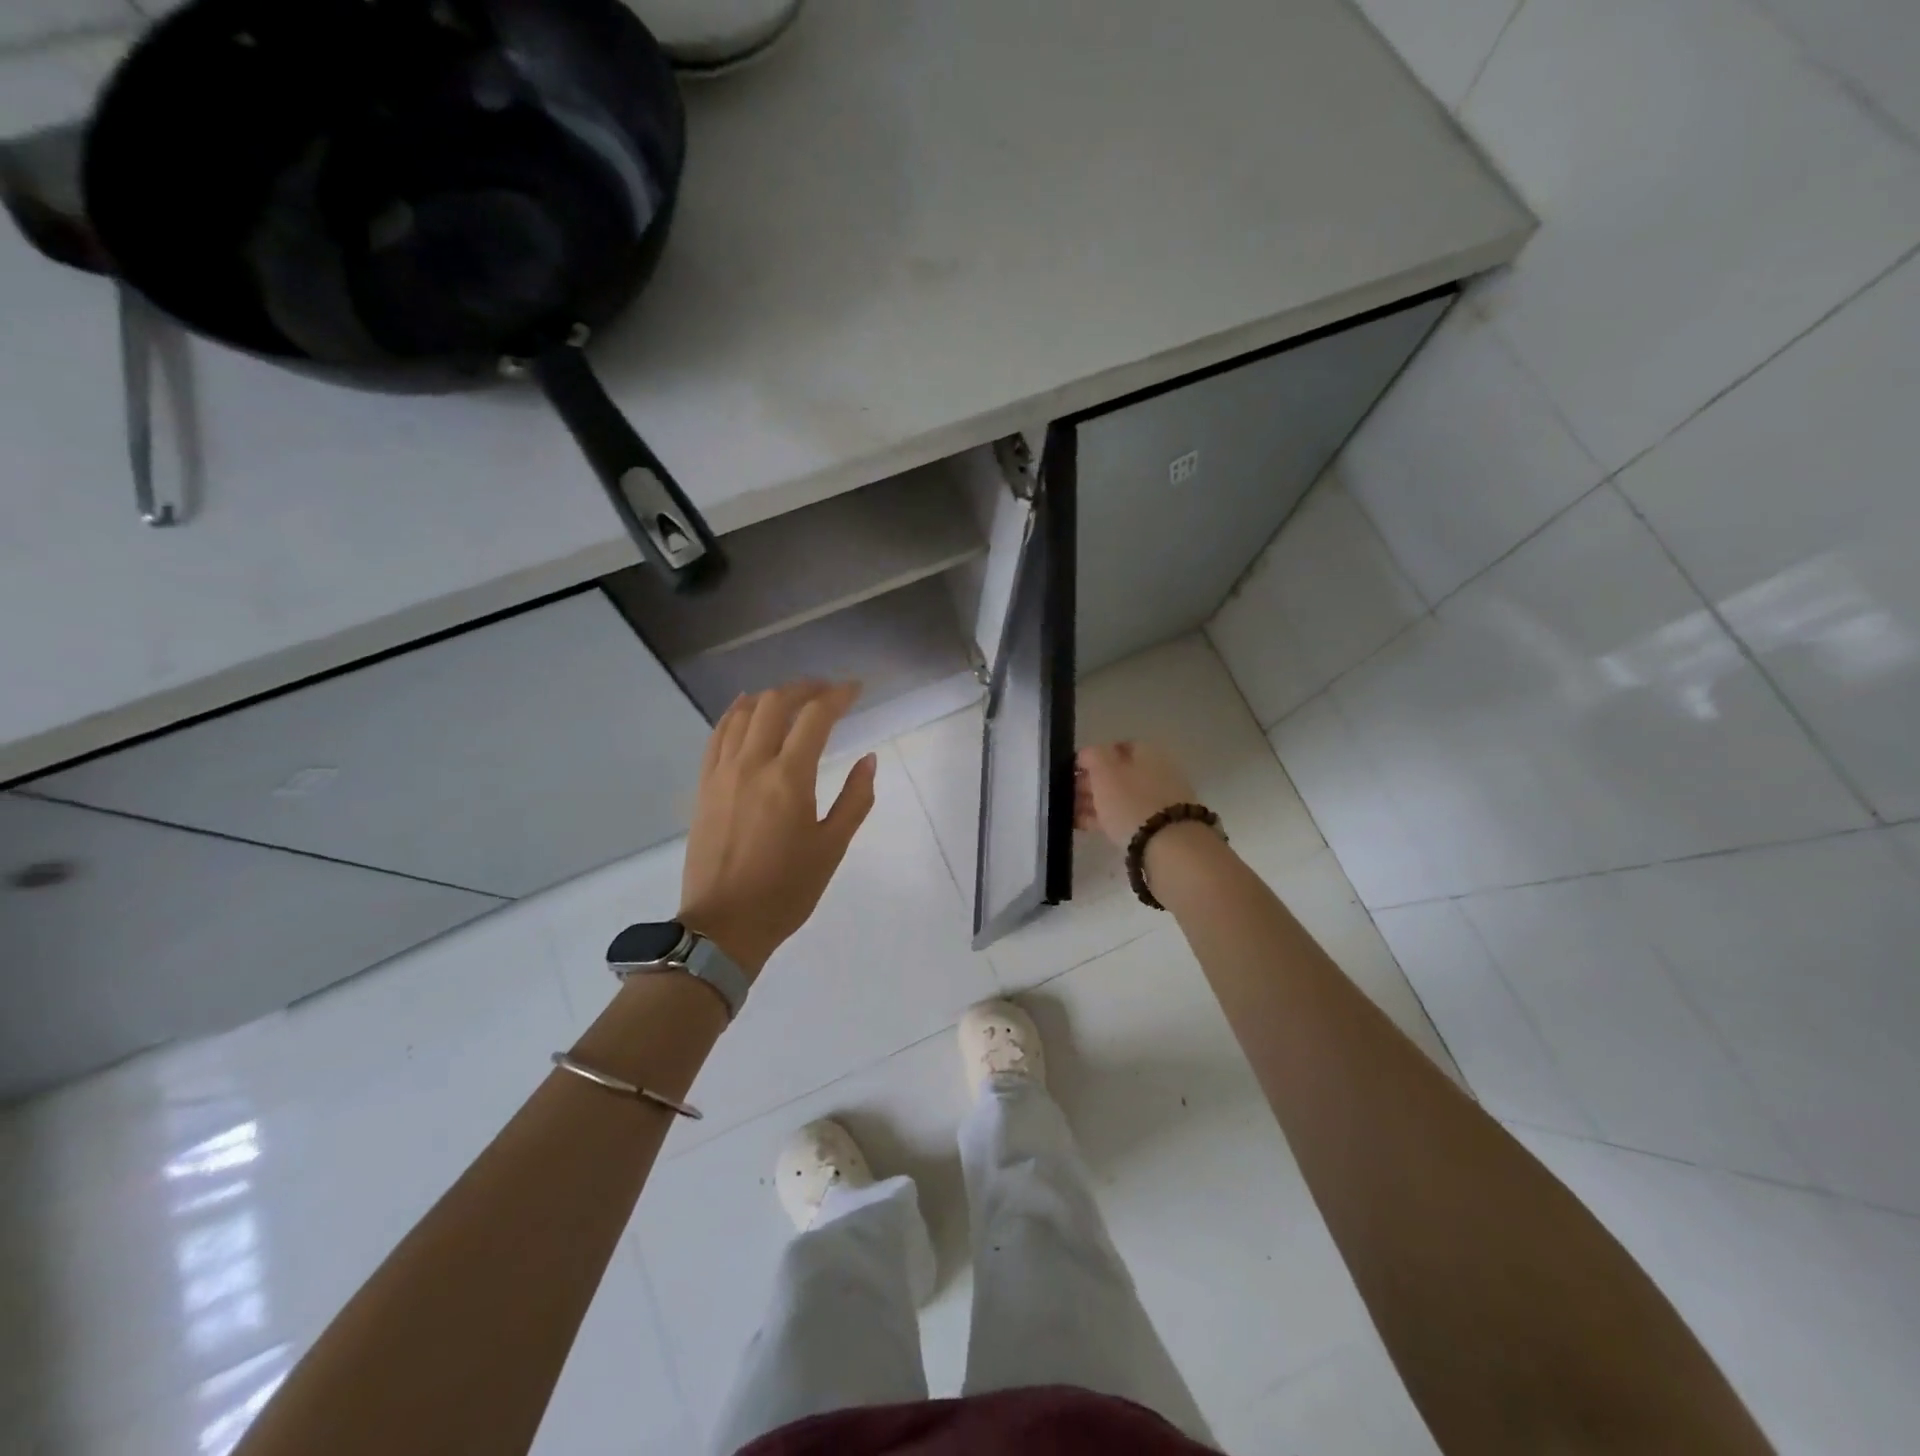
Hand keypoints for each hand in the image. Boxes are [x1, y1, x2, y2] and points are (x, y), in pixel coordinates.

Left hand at [678, 681, 876, 975]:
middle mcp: (752, 764)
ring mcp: (722, 772)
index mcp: (789, 778)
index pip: (815, 717)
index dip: (838, 696)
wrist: (724, 926)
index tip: (856, 689)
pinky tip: (746, 708)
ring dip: (772, 697)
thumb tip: (869, 760)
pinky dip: (735, 713)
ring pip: (744, 713)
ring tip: (793, 698)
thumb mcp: (832, 848)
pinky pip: (718, 735)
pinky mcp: (704, 786)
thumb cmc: (787, 890)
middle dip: (805, 688)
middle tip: (828, 692)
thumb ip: (855, 799)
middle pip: (776, 703)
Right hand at [1075, 741, 1196, 847]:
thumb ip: (1093, 756)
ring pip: (1120, 797)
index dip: (1091, 758)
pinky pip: (1126, 817)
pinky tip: (1085, 825)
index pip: (1115, 747)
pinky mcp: (1157, 826)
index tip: (1073, 772)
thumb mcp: (1105, 772)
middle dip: (1092, 783)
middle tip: (1068, 794)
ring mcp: (1159, 800)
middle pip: (1117, 774)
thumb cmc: (1131, 802)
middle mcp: (1156, 772)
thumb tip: (1087, 754)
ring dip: (1095, 803)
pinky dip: (1105, 819)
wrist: (1169, 846)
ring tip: (1071, 813)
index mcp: (1147, 753)